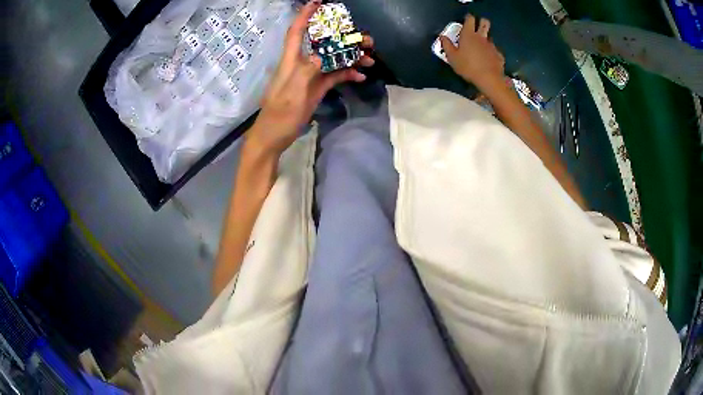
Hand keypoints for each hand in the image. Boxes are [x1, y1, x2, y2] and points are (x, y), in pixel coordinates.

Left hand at [248, 0, 374, 154]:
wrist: (275, 137)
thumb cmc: (279, 114)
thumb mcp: (292, 92)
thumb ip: (306, 71)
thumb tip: (323, 55)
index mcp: (291, 61)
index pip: (297, 32)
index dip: (305, 15)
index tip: (317, 2)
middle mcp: (302, 63)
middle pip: (323, 44)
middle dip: (343, 37)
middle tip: (366, 38)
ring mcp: (311, 76)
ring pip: (333, 59)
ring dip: (351, 56)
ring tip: (370, 57)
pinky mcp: (317, 88)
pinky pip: (335, 76)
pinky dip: (348, 74)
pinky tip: (361, 76)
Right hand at [440, 14, 505, 93]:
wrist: (489, 79)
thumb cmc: (468, 67)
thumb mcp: (452, 57)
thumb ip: (447, 45)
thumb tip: (442, 36)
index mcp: (469, 35)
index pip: (470, 19)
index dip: (468, 18)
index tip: (466, 21)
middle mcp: (481, 37)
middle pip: (485, 22)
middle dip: (482, 22)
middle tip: (477, 27)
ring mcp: (491, 45)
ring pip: (489, 37)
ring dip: (485, 39)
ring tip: (480, 47)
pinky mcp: (498, 54)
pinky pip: (494, 50)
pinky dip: (490, 52)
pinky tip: (487, 60)